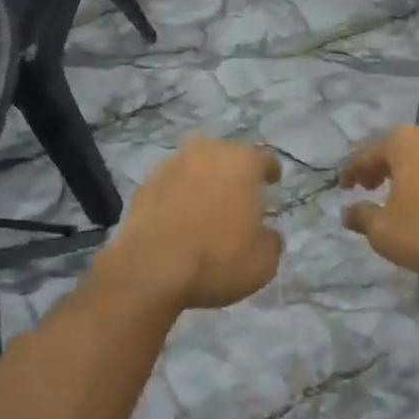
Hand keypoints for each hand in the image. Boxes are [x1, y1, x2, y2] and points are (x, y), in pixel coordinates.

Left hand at [92, 137, 282, 310]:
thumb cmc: (216, 259)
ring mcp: (173, 162)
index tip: (272, 184)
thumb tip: (266, 233)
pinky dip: (179, 193)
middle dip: (236, 172)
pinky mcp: (146, 181)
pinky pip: (172, 182)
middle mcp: (208, 151)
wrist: (150, 267)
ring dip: (205, 179)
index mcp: (242, 162)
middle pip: (228, 155)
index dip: (271, 172)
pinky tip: (179, 215)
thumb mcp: (263, 262)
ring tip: (207, 204)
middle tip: (240, 196)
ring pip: (197, 165)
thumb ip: (271, 240)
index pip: (264, 159)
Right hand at [339, 123, 418, 276]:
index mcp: (402, 141)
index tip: (342, 188)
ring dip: (409, 171)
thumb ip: (362, 218)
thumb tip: (347, 211)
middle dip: (380, 167)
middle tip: (369, 186)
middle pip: (396, 148)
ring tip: (402, 193)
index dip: (351, 172)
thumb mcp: (386, 232)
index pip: (366, 153)